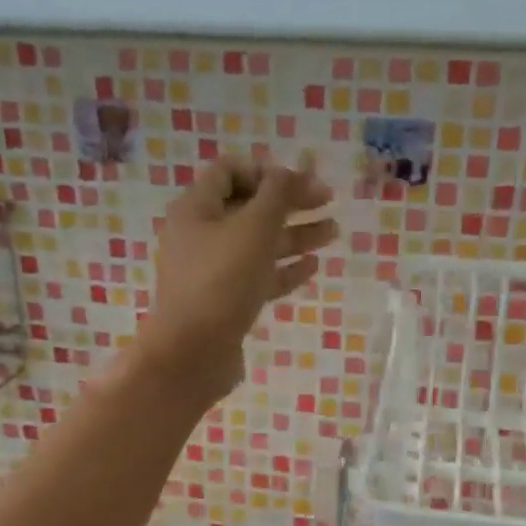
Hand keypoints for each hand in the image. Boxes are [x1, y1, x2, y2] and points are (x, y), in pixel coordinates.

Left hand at [135, 153, 336, 404]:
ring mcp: (213, 272)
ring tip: (333, 232)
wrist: (193, 354)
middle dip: (289, 202)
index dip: (267, 171)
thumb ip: (277, 195)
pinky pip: (258, 277)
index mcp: (197, 209)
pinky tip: (312, 266)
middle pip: (249, 208)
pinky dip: (284, 269)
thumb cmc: (221, 282)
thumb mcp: (254, 229)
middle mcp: (201, 236)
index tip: (301, 182)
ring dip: (295, 235)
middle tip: (328, 202)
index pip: (230, 171)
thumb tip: (289, 173)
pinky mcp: (226, 303)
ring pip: (258, 244)